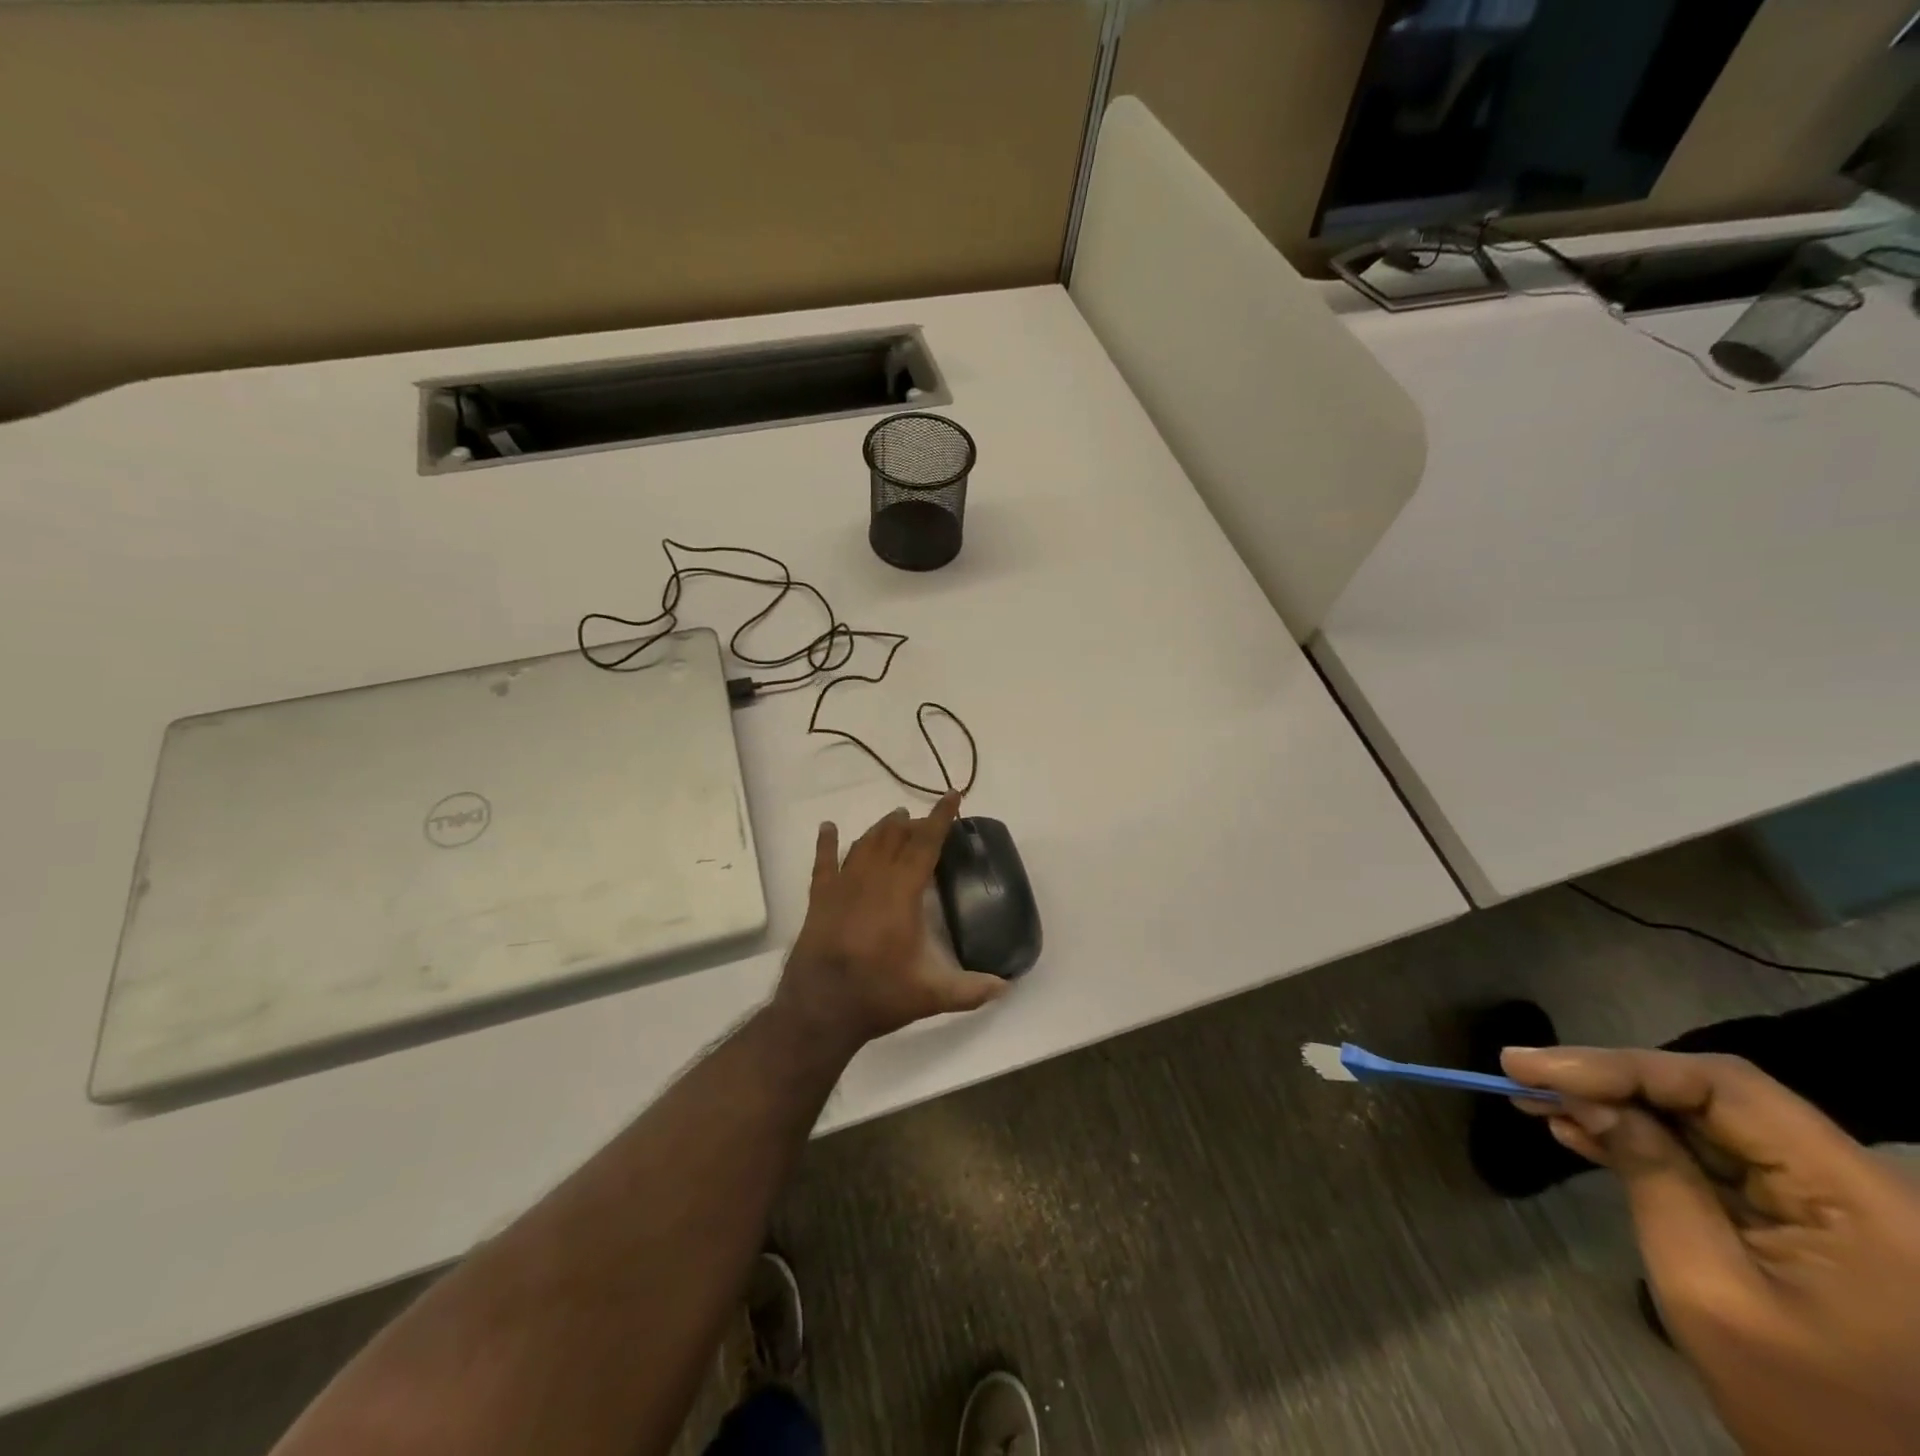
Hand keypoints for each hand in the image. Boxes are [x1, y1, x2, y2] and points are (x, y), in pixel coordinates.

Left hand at [772, 794, 1006, 1056]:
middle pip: (895, 838)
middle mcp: (873, 879)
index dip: (941, 818)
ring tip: (895, 818)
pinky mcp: (820, 899)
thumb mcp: (931, 995)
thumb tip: (1006, 987)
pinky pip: (824, 862)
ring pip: (865, 844)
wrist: (819, 1010)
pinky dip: (827, 843)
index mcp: (902, 893)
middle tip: (926, 818)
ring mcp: (843, 886)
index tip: (952, 795)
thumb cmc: (878, 996)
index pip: (926, 845)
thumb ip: (971, 990)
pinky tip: (828, 827)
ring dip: (882, 828)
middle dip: (914, 823)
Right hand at [1504, 1046, 1919, 1455]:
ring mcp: (1834, 1201)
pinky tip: (1580, 1131)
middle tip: (1523, 1074)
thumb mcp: (1708, 1288)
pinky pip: (1714, 1156)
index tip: (1531, 1065)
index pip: (1725, 1088)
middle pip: (1715, 1096)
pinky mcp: (1807, 1218)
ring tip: (1536, 1099)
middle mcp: (1858, 1183)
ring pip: (1706, 1120)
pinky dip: (1643, 1139)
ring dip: (1617, 1106)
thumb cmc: (1800, 1405)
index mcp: (1861, 1199)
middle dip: (1610, 1081)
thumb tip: (1584, 1099)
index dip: (1620, 1065)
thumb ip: (1651, 1176)